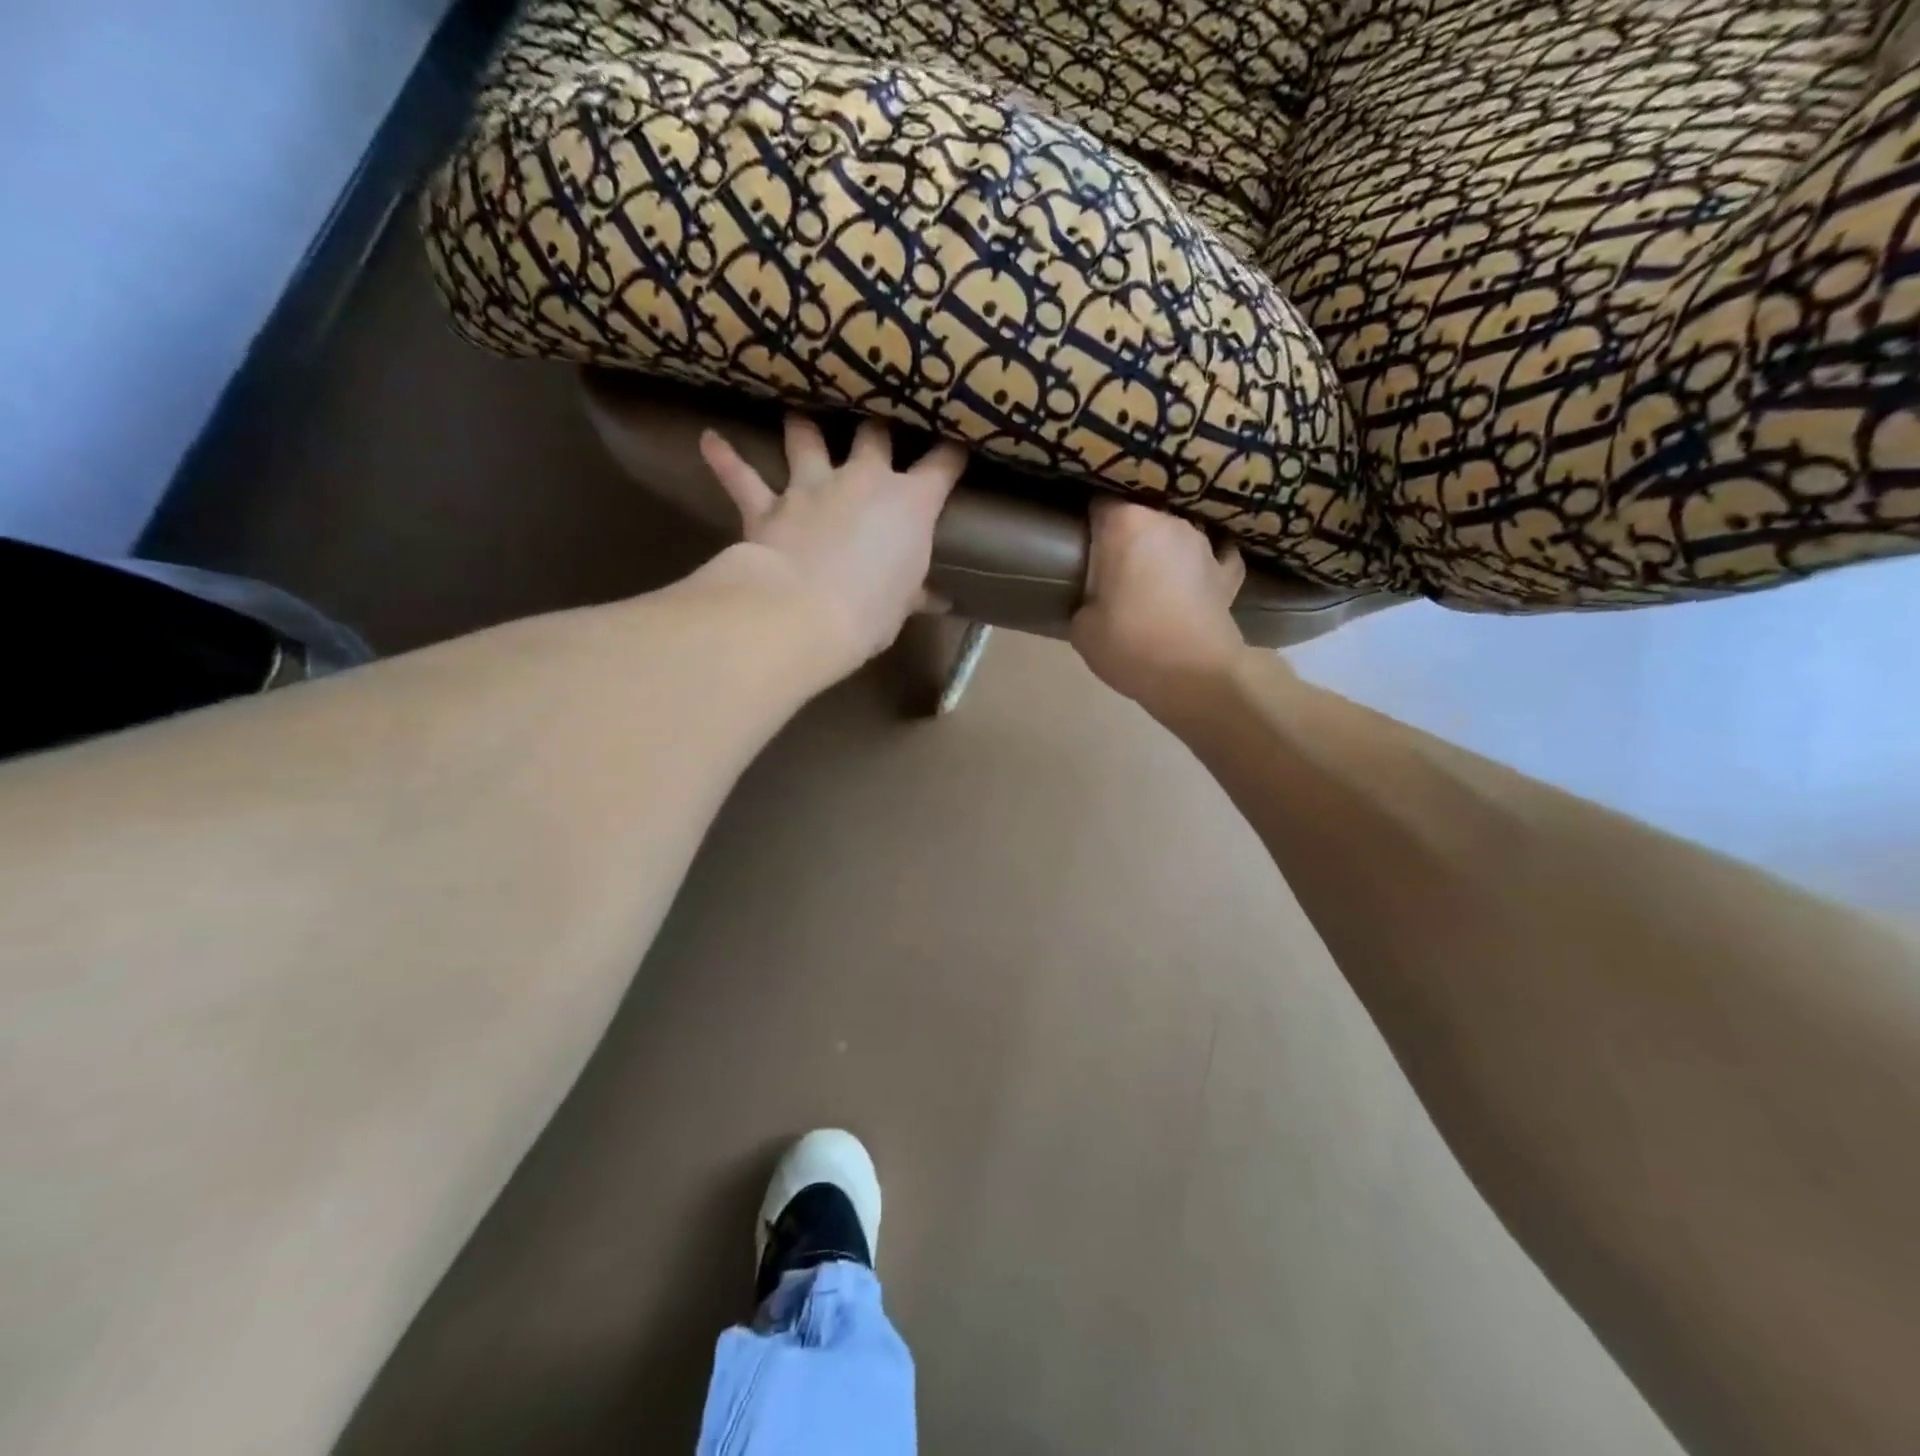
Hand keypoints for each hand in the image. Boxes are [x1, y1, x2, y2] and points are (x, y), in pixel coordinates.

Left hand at [699, 414, 965, 674]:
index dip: (952, 452)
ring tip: (796, 406)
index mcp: (909, 504)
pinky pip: (742, 477)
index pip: (942, 466)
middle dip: (878, 424)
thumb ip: (918, 593)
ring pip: (805, 438)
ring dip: (801, 423)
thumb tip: (941, 601)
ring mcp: (812, 486)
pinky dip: (725, 459)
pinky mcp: (769, 505)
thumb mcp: (903, 605)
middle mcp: (863, 480)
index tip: (957, 443)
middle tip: (877, 414)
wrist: (803, 614)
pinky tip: (708, 439)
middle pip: (874, 435)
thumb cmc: (871, 612)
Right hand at [1070, 498, 1249, 712]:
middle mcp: (1167, 521)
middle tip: (1111, 565)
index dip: (1088, 521)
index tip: (1081, 541)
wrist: (1194, 677)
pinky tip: (1199, 572)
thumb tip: (1096, 600)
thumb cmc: (1129, 645)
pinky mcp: (1228, 571)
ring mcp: (1204, 544)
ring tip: (1152, 575)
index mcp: (1125, 525)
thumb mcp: (1082, 627)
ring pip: (1176, 533)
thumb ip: (1085, 599)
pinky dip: (1205, 563)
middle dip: (1126, 535)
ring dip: (1164, 548)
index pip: (1099, 503)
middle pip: (1140, 515)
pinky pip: (1216, 555)